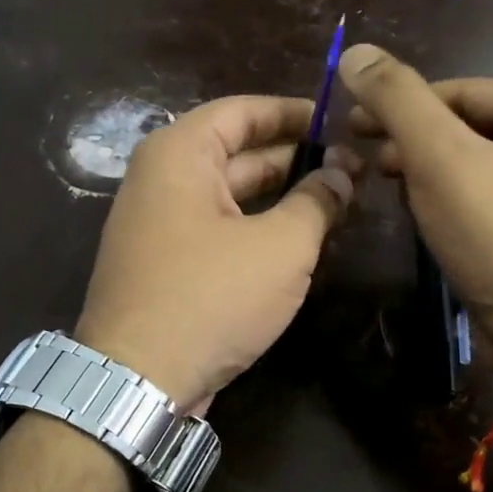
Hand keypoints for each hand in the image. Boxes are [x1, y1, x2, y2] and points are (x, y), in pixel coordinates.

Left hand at [75, 96, 354, 409]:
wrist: (139, 381)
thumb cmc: (211, 297)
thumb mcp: (280, 247)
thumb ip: (317, 201)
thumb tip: (342, 174)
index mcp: (179, 154)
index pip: (244, 110)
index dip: (296, 113)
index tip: (341, 121)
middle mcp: (163, 179)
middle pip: (239, 151)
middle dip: (297, 157)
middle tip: (353, 165)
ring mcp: (162, 224)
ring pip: (232, 194)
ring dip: (282, 194)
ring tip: (339, 198)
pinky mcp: (169, 264)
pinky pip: (221, 228)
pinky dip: (259, 226)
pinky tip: (302, 237)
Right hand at [338, 43, 492, 406]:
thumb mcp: (440, 158)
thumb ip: (397, 100)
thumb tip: (355, 52)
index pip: (457, 91)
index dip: (397, 108)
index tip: (349, 129)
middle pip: (466, 125)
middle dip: (413, 145)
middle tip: (366, 166)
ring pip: (474, 163)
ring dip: (428, 175)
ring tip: (395, 195)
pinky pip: (489, 196)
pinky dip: (453, 202)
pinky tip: (429, 220)